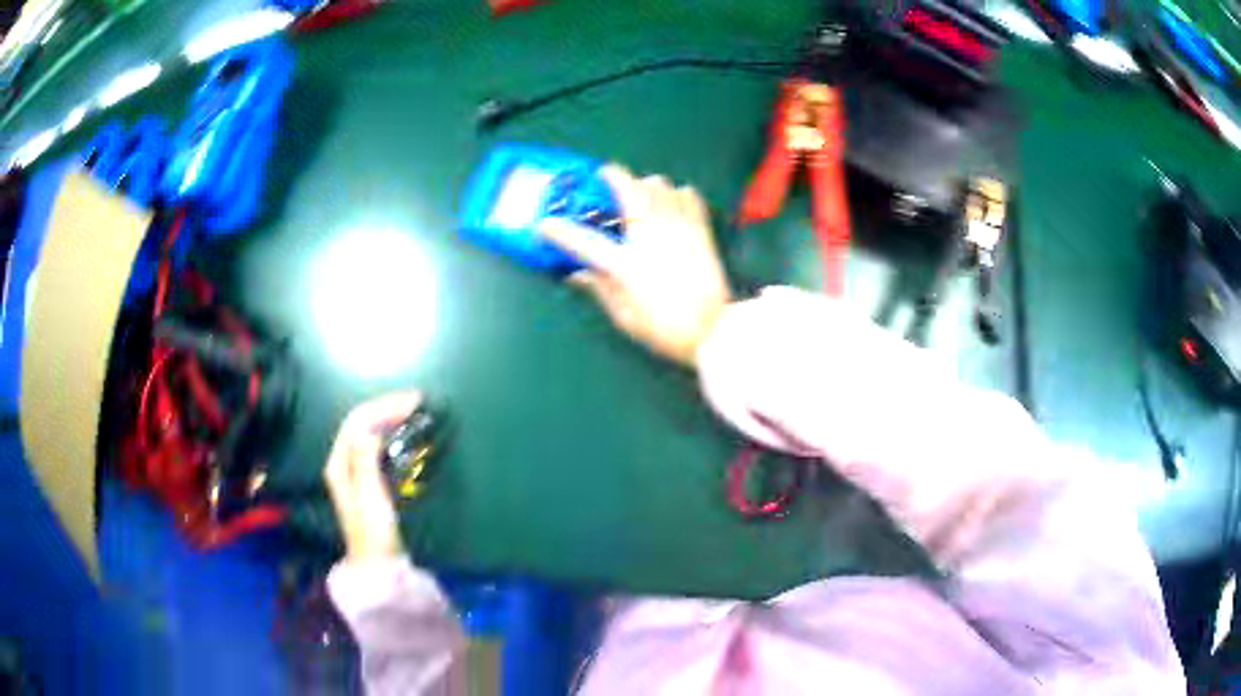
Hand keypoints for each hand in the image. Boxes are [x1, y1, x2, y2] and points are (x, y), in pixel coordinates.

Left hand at [323, 392, 420, 562]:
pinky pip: (377, 446)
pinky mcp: (368, 480)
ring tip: (413, 411)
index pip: (358, 421)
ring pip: (369, 433)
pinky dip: (390, 434)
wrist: (378, 563)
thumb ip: (365, 459)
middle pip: (362, 424)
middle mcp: (343, 461)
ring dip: (389, 418)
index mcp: (339, 462)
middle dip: (387, 408)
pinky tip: (404, 433)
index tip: (412, 402)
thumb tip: (370, 430)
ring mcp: (355, 470)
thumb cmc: (373, 529)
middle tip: (417, 401)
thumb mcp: (369, 494)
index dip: (383, 407)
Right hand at [539, 166, 731, 367]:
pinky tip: (672, 202)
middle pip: (629, 190)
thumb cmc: (665, 329)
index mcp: (626, 264)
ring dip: (645, 184)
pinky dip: (677, 193)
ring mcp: (678, 229)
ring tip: (640, 192)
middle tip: (604, 175)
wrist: (713, 331)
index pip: (584, 242)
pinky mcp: (700, 231)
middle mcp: (650, 237)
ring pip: (660, 186)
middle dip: (613, 176)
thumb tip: (577, 274)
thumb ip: (600, 289)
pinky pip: (689, 197)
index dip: (559, 231)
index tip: (544, 224)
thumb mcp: (624, 317)